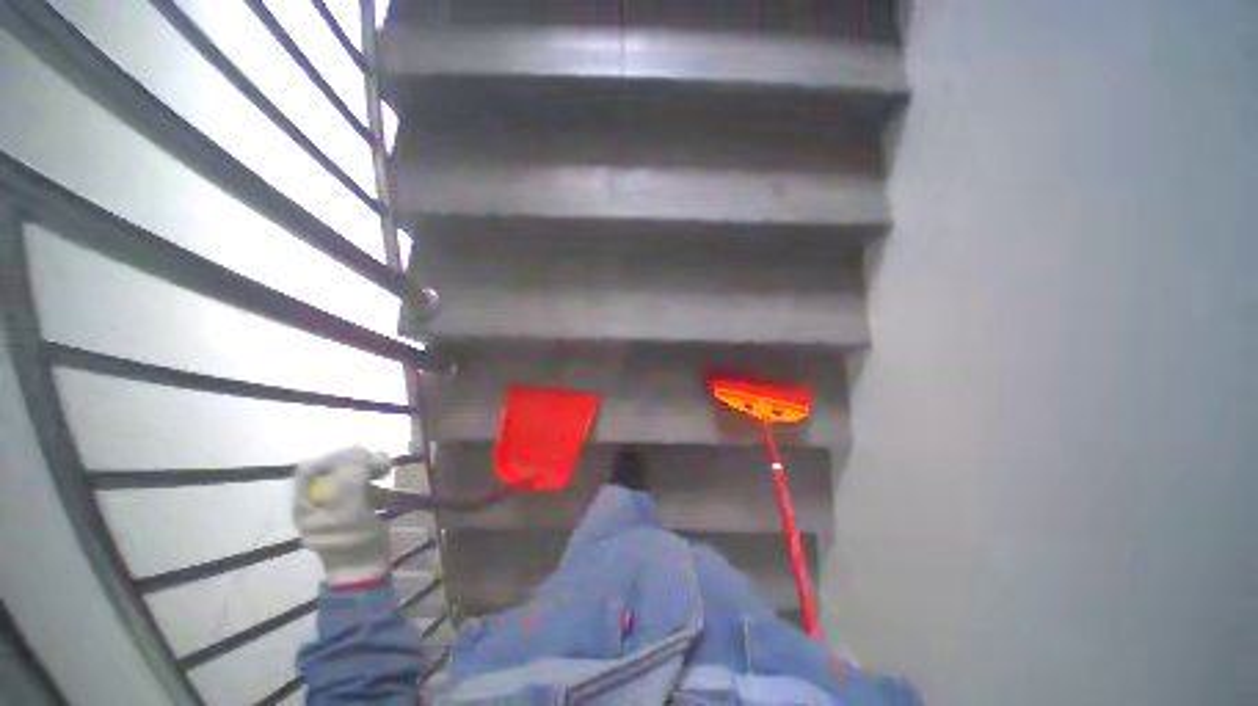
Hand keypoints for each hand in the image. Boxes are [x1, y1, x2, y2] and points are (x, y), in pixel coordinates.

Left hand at [293, 447, 392, 588]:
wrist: (364, 570)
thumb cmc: (354, 543)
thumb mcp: (352, 510)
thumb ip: (351, 479)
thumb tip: (359, 451)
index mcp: (305, 502)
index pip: (313, 467)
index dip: (338, 457)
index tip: (365, 458)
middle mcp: (315, 501)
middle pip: (334, 469)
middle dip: (359, 463)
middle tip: (383, 465)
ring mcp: (333, 505)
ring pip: (350, 475)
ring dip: (371, 471)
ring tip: (387, 474)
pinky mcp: (351, 509)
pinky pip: (361, 487)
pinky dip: (376, 484)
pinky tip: (385, 493)